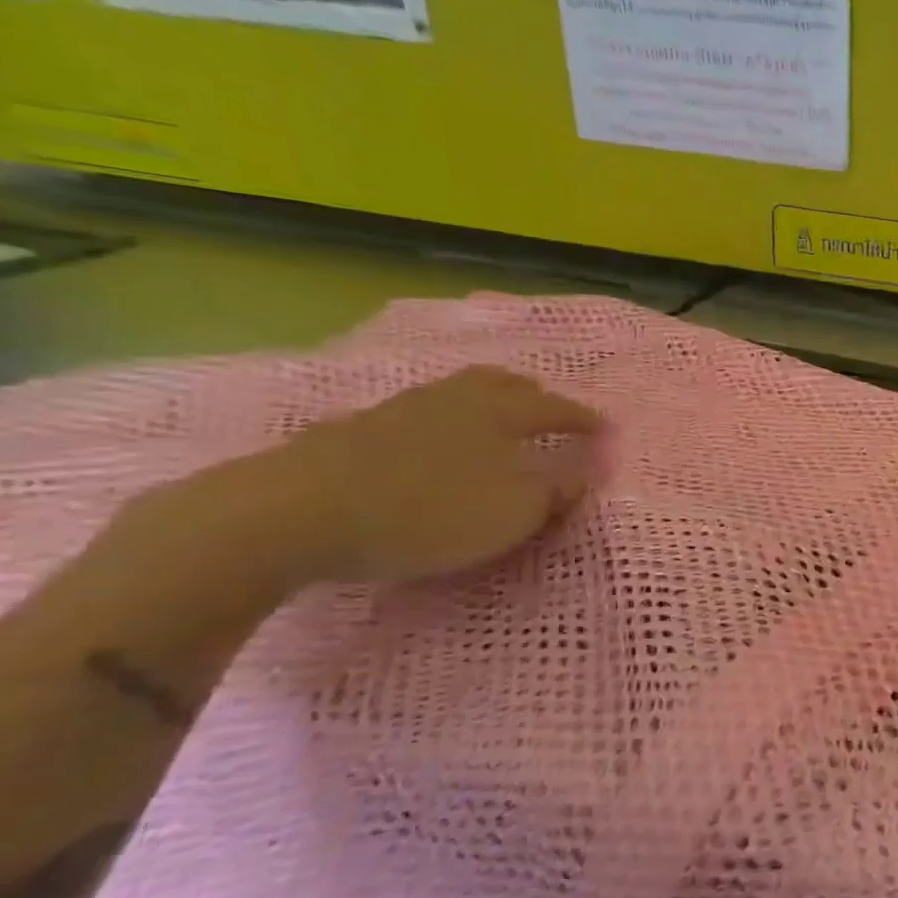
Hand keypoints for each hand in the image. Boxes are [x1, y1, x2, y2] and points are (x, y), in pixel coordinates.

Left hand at [231, 366, 602, 586]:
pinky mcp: (352, 432)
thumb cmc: (426, 511)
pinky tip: (430, 443)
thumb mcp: (512, 512)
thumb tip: (584, 473)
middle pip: (501, 384)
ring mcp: (398, 411)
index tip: (605, 428)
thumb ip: (556, 492)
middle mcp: (453, 399)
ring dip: (483, 403)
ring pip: (455, 394)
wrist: (293, 514)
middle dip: (531, 395)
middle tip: (547, 409)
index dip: (583, 419)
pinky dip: (438, 424)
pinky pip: (415, 416)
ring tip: (492, 421)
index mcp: (498, 413)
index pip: (554, 409)